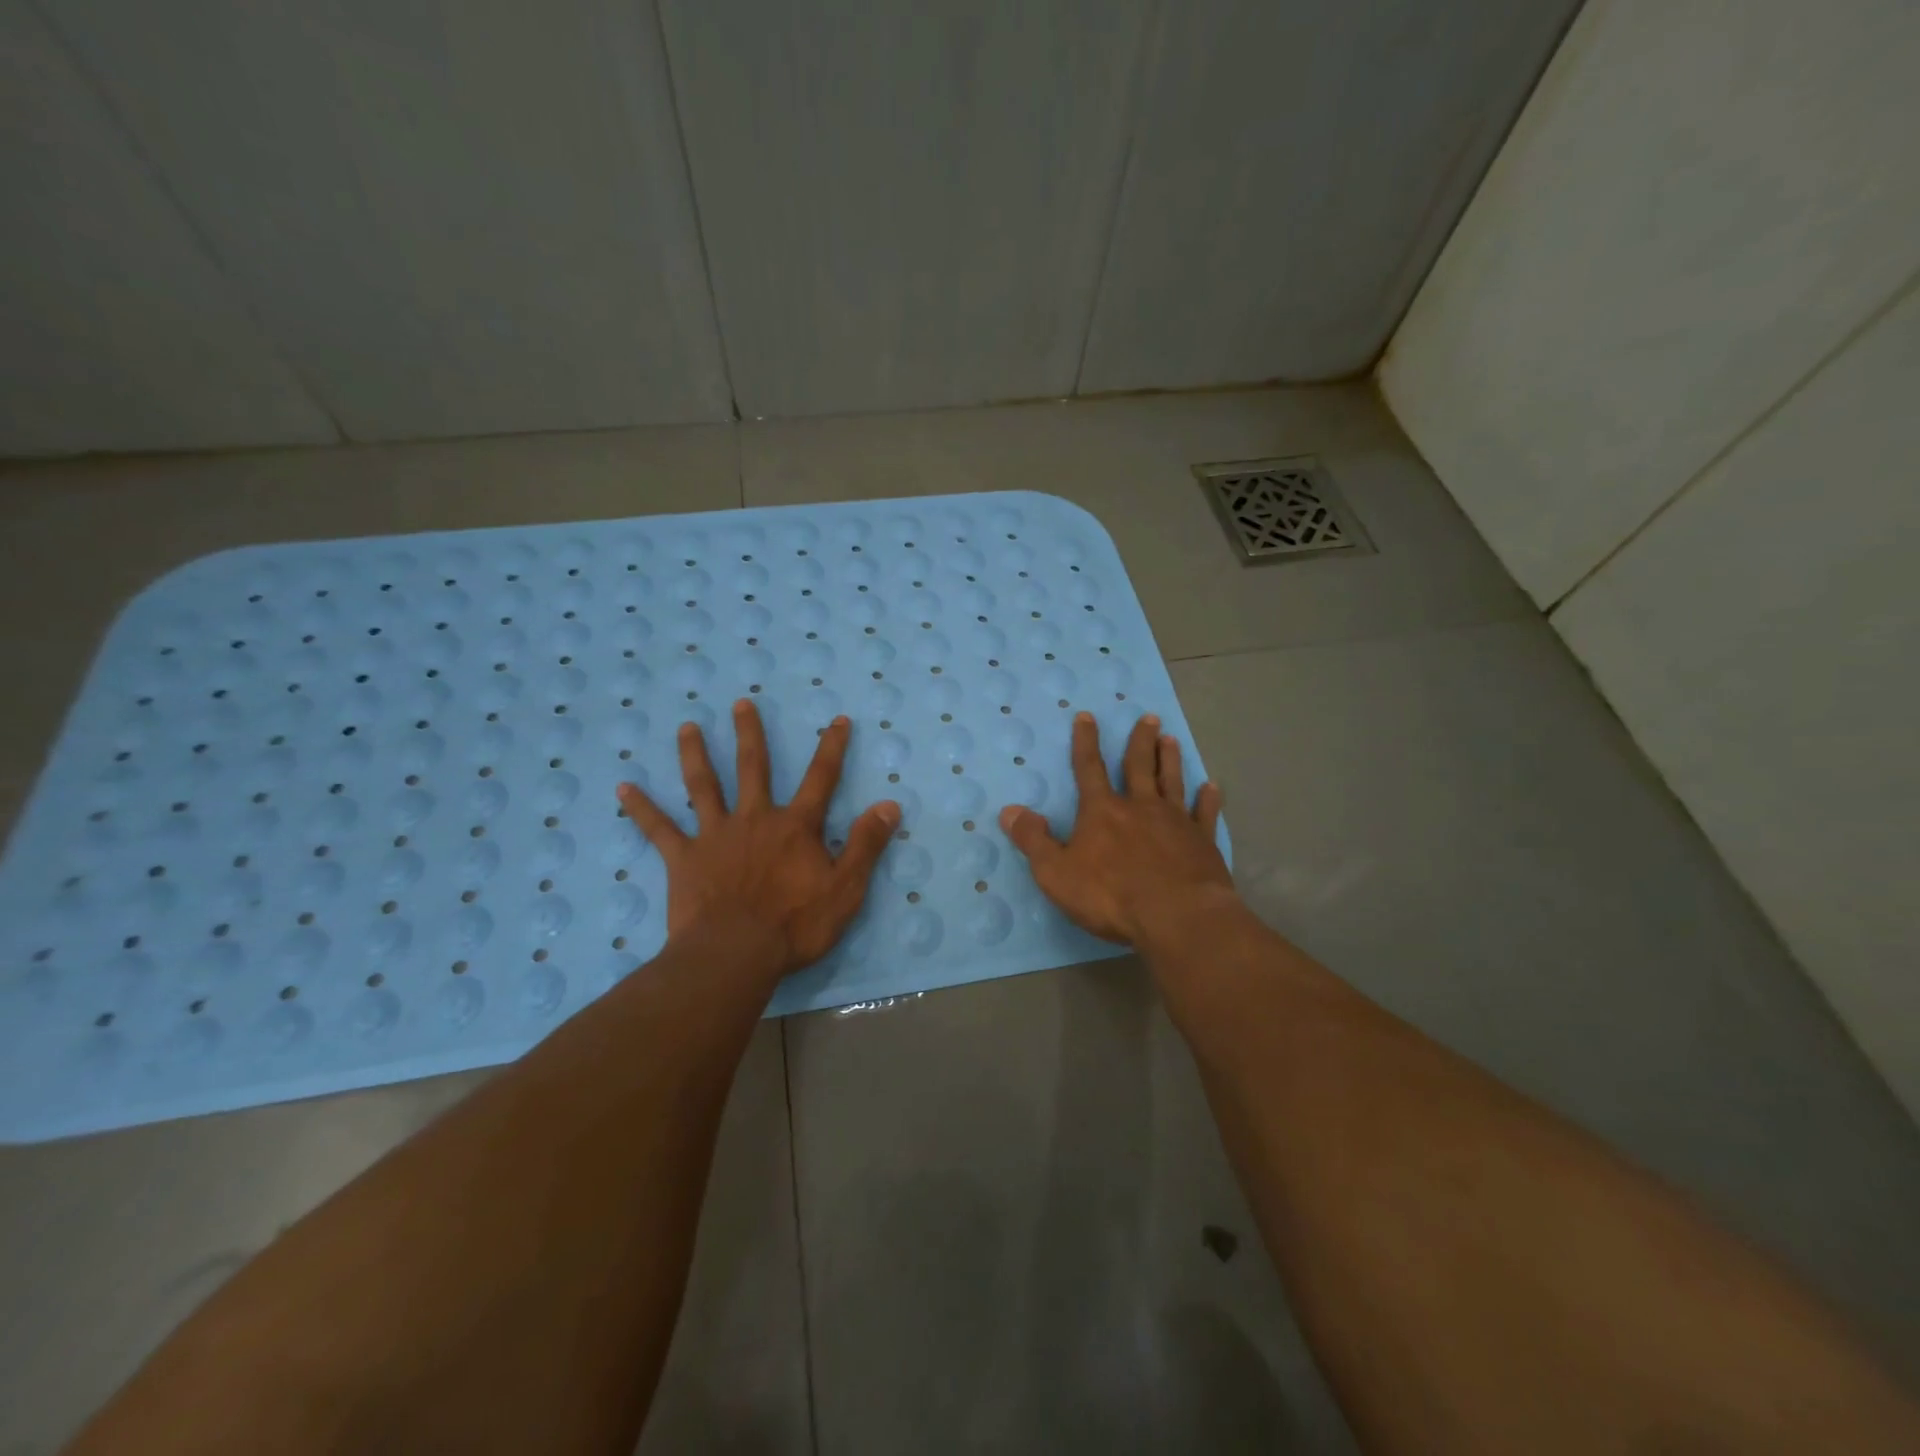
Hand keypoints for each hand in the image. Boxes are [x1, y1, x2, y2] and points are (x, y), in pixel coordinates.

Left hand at [617, 700, 899, 979]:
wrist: (735, 954)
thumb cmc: (796, 925)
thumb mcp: (846, 888)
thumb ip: (866, 844)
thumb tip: (889, 804)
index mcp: (795, 826)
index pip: (820, 778)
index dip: (832, 747)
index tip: (838, 719)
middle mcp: (754, 819)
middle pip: (753, 768)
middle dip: (750, 734)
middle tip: (740, 704)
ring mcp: (715, 836)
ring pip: (703, 786)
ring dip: (695, 754)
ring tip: (687, 727)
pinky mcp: (684, 858)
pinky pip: (659, 829)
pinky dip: (641, 808)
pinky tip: (623, 788)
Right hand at [1000, 711, 1230, 946]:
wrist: (1177, 917)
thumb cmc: (1111, 896)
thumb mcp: (1056, 873)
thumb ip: (1034, 840)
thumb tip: (1010, 810)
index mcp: (1102, 811)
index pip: (1089, 769)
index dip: (1085, 742)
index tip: (1087, 716)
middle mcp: (1140, 807)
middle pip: (1139, 766)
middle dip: (1140, 741)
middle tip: (1149, 717)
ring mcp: (1176, 822)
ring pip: (1172, 782)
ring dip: (1170, 760)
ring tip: (1171, 739)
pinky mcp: (1203, 842)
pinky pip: (1205, 814)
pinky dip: (1208, 799)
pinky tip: (1212, 787)